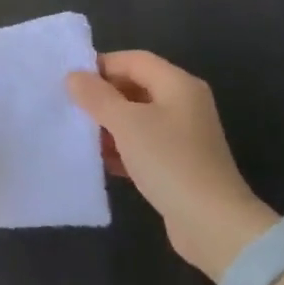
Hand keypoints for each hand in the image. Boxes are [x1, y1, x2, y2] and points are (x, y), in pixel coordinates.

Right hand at [66, 51, 277, 279]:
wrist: (213, 224)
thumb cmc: (169, 162)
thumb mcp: (127, 123)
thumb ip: (97, 96)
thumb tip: (73, 76)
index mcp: (177, 84)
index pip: (133, 60)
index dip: (101, 65)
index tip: (70, 81)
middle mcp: (183, 104)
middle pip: (136, 87)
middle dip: (103, 96)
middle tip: (70, 107)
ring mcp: (183, 135)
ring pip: (137, 118)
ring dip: (109, 124)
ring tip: (80, 135)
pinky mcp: (178, 163)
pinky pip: (143, 144)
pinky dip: (122, 148)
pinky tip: (100, 161)